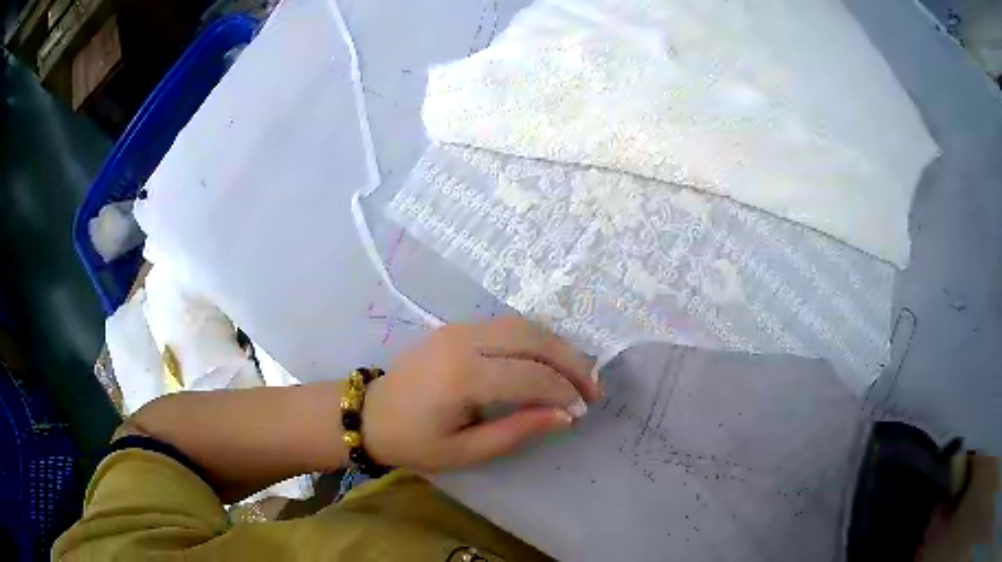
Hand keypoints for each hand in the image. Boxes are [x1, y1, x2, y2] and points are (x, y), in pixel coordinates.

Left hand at [363, 317, 600, 471]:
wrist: (370, 414)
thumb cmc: (414, 442)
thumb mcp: (465, 451)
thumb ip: (517, 431)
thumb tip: (565, 416)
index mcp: (462, 377)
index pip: (531, 376)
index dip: (564, 392)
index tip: (581, 411)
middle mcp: (463, 341)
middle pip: (533, 338)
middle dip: (571, 361)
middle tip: (593, 387)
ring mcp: (459, 328)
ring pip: (524, 325)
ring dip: (558, 346)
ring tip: (579, 374)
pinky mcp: (457, 327)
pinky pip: (508, 326)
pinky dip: (537, 340)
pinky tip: (550, 360)